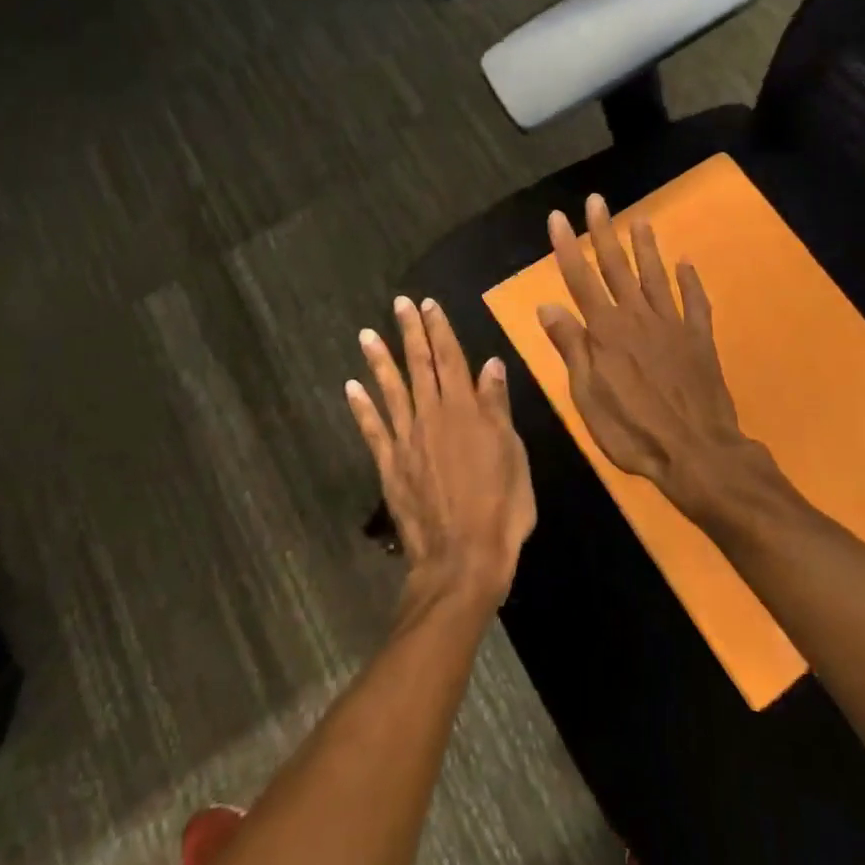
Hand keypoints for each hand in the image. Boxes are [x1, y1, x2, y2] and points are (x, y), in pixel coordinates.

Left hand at [348, 296, 536, 607]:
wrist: (462, 560)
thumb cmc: (500, 508)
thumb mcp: (513, 454)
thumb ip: (497, 407)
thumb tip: (491, 364)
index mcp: (466, 410)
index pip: (451, 358)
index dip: (440, 329)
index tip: (429, 304)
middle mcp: (432, 416)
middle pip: (420, 365)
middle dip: (411, 332)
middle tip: (399, 304)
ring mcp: (407, 440)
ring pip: (391, 390)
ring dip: (379, 360)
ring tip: (367, 334)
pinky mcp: (390, 465)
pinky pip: (373, 429)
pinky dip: (362, 406)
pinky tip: (351, 386)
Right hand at [537, 194, 760, 520]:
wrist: (697, 452)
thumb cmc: (633, 431)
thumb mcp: (588, 396)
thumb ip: (572, 348)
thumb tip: (547, 305)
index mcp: (606, 332)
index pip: (580, 280)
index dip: (567, 247)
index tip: (558, 217)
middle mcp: (637, 318)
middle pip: (617, 268)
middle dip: (604, 233)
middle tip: (598, 201)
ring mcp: (672, 326)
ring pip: (656, 277)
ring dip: (646, 248)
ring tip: (641, 220)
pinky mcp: (699, 340)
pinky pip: (695, 303)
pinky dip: (691, 282)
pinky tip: (686, 263)